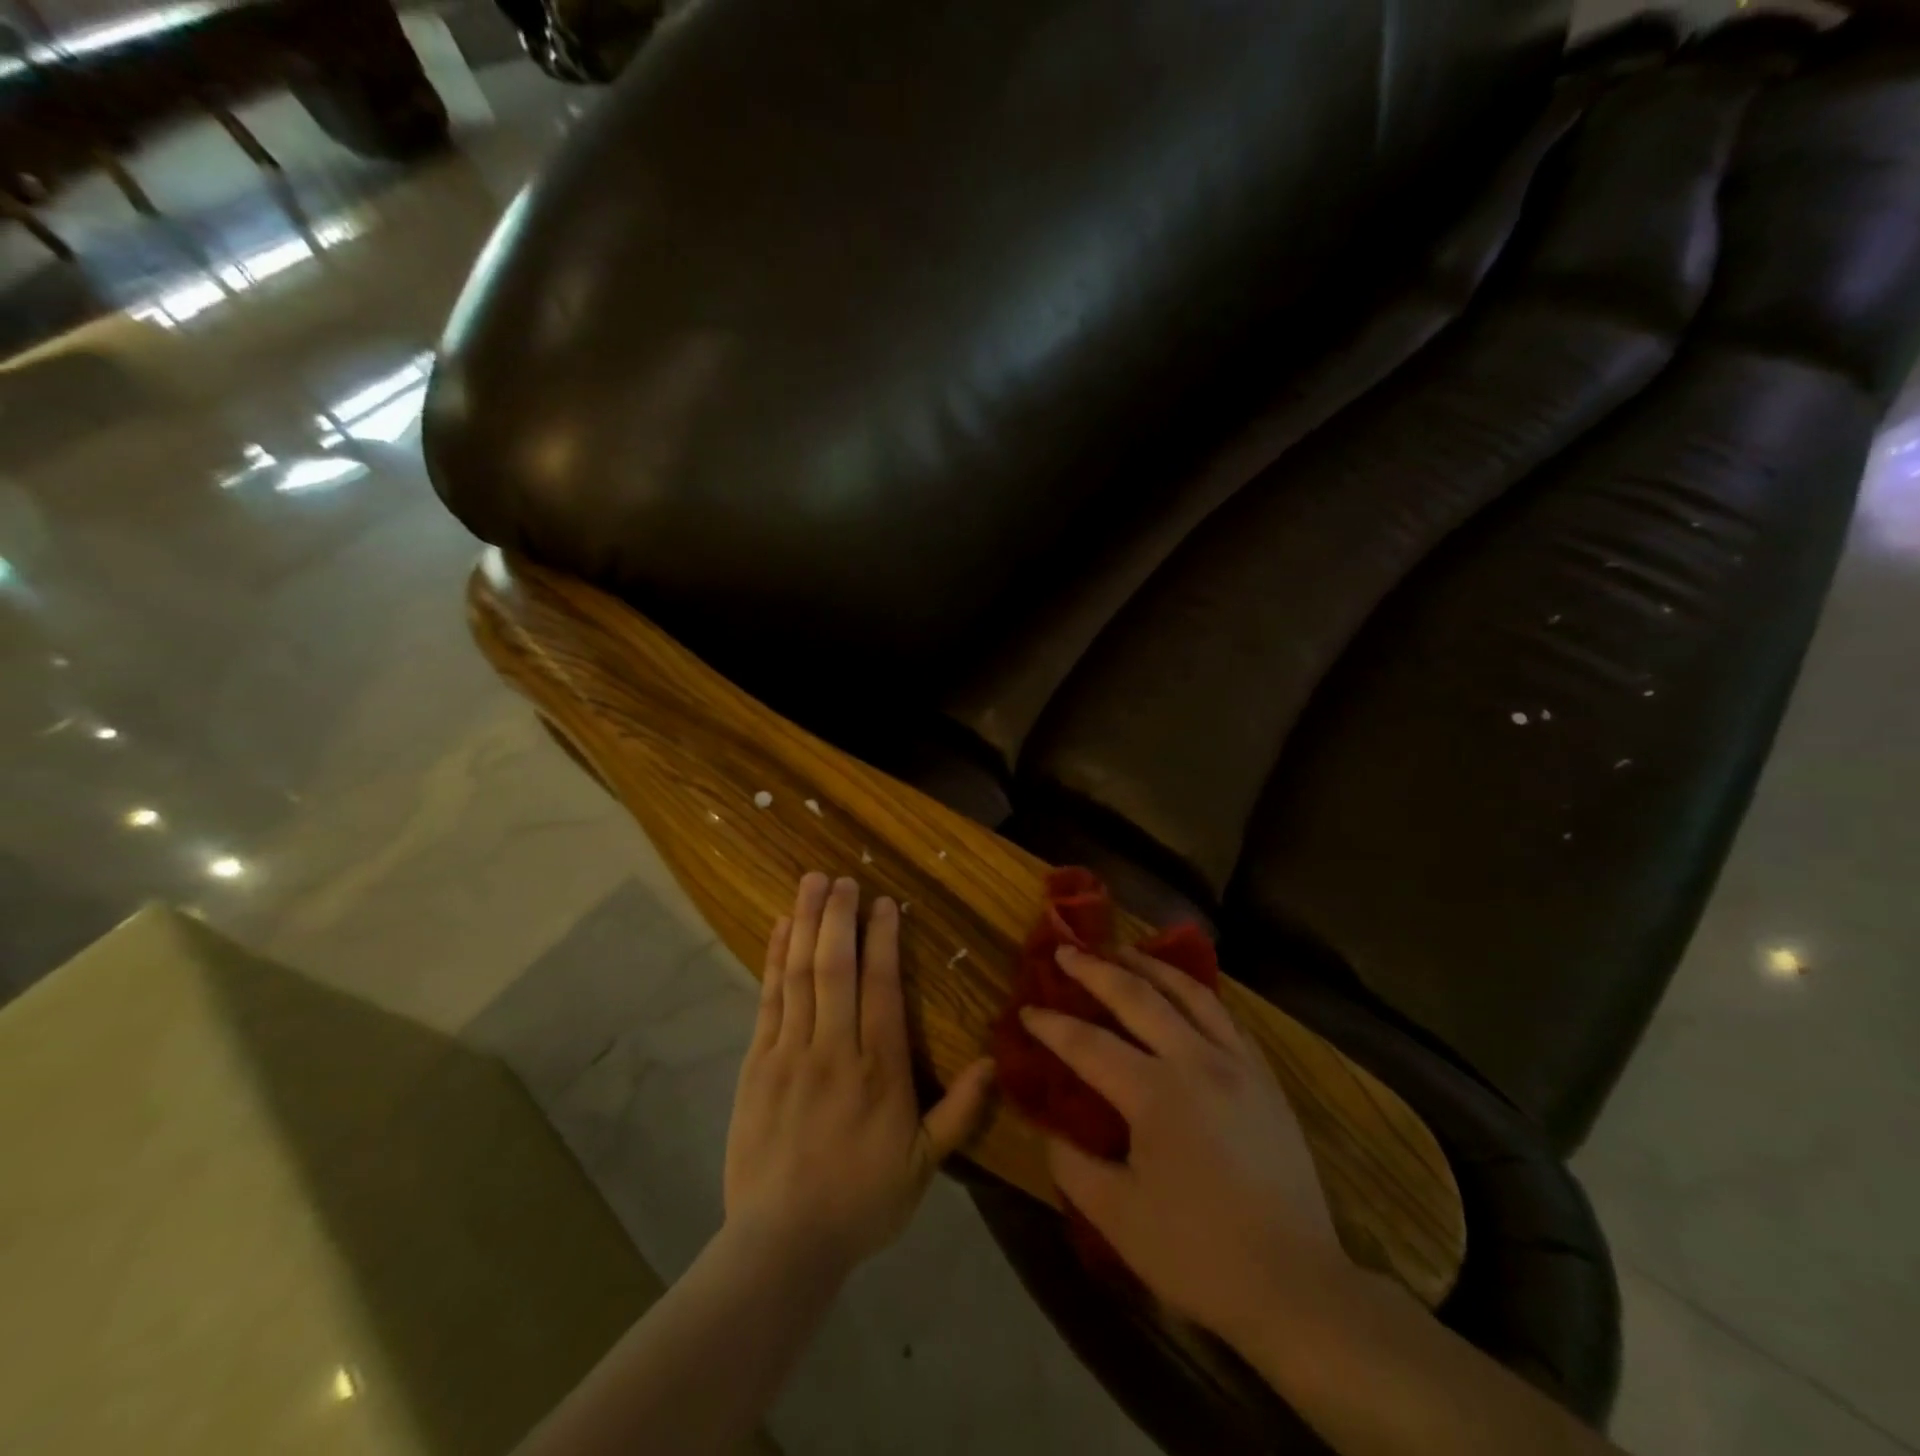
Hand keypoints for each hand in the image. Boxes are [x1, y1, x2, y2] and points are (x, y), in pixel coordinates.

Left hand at [724, 873, 995, 1274]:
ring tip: (810, 883)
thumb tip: (995, 1061)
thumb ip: (960, 1113)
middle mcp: (835, 1047)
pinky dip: (773, 959)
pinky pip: (768, 998)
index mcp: (879, 1069)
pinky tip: (779, 929)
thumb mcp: (923, 1167)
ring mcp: (790, 1051)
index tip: (883, 903)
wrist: (781, 1243)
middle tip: (841, 878)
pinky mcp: (756, 1062)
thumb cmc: (860, 1201)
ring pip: (800, 973)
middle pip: (836, 966)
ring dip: (805, 923)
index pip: (882, 987)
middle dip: (839, 916)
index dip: (883, 939)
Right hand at [1021, 945, 1347, 1341]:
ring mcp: (1238, 1063)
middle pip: (1138, 997)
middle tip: (1066, 951)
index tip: (1025, 1011)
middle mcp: (1197, 1062)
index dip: (1051, 1026)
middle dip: (1095, 970)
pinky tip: (1182, 994)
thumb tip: (1049, 1127)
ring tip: (1122, 952)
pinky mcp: (1265, 1077)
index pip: (1088, 1044)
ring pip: (1189, 993)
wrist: (1296, 1284)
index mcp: (1156, 1094)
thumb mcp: (1117, 1218)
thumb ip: (1072, 1164)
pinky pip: (1224, 1015)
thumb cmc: (1199, 1253)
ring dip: (1149, 966)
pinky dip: (1194, 993)